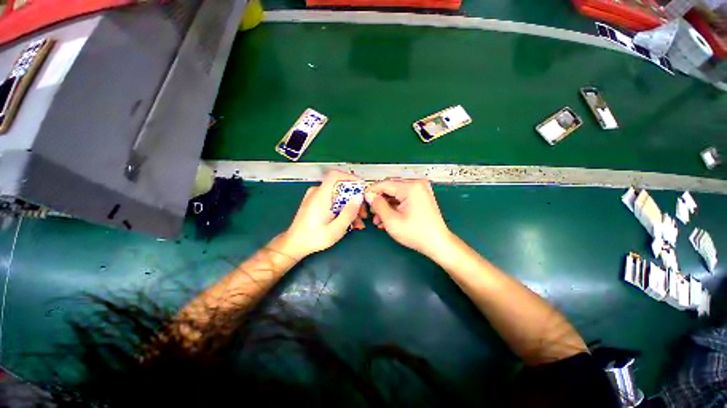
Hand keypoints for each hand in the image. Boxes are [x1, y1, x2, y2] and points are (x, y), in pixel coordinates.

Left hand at [280, 170, 366, 258]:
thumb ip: (348, 213)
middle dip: (355, 199)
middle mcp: (317, 193)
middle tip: (362, 213)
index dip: (351, 178)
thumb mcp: (335, 230)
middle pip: (340, 187)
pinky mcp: (316, 202)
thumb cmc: (313, 238)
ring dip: (350, 206)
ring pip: (339, 195)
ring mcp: (316, 197)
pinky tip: (348, 221)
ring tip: (357, 221)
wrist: (294, 244)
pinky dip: (342, 208)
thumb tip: (359, 198)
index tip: (362, 188)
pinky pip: (333, 200)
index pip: (336, 175)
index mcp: (320, 196)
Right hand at [365, 179, 452, 257]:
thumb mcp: (392, 221)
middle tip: (372, 212)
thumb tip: (369, 196)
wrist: (437, 243)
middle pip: (390, 188)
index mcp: (411, 187)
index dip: (371, 191)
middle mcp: (417, 184)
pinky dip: (394, 206)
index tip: (363, 199)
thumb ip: (378, 205)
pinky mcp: (421, 196)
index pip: (384, 184)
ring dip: (386, 205)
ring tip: (379, 219)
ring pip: (395, 193)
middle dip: (379, 200)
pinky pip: (402, 197)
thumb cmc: (417, 234)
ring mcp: (420, 190)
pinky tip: (388, 217)